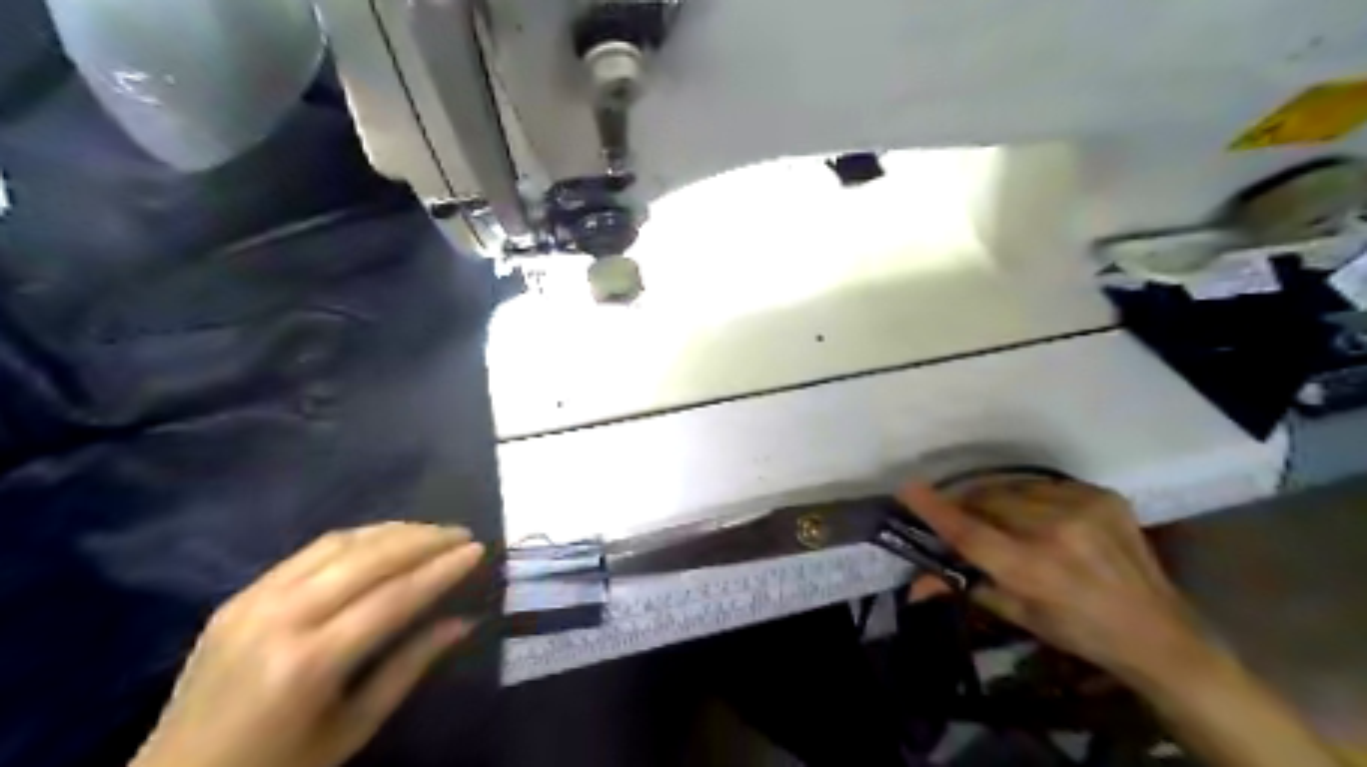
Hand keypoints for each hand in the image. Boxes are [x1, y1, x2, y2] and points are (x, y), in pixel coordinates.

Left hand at [131, 524, 486, 766]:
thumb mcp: (352, 729)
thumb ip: (409, 668)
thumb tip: (463, 622)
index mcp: (309, 664)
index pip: (393, 597)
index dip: (441, 570)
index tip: (479, 549)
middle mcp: (280, 619)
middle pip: (369, 559)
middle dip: (424, 539)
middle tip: (463, 534)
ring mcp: (253, 601)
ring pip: (340, 543)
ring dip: (394, 531)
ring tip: (432, 532)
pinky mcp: (238, 596)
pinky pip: (309, 551)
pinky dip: (356, 538)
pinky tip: (382, 540)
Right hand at [905, 479, 1205, 683]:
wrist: (1159, 631)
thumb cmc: (1078, 631)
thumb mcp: (1018, 615)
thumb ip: (964, 586)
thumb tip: (914, 583)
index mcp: (1034, 570)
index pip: (970, 532)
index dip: (935, 510)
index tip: (907, 488)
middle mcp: (1057, 533)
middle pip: (987, 502)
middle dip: (966, 506)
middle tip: (959, 517)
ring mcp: (1084, 508)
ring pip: (1013, 489)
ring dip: (996, 500)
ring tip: (1001, 518)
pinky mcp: (1103, 495)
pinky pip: (1044, 485)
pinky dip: (1031, 497)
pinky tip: (1042, 517)